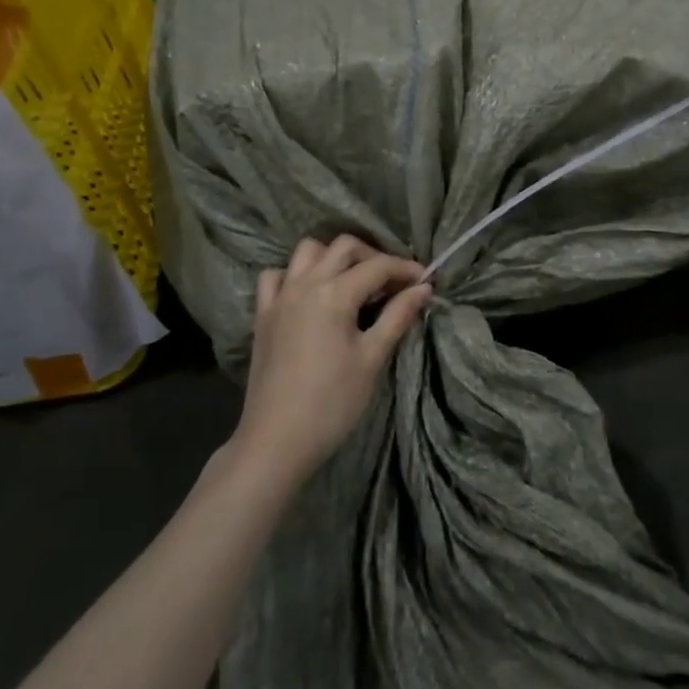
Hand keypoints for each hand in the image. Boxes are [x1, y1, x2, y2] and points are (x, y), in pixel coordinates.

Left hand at [232, 235, 430, 487]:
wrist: (277, 441)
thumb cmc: (332, 403)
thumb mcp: (372, 359)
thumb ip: (398, 316)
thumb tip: (423, 288)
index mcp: (333, 294)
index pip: (377, 266)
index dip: (405, 269)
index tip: (425, 280)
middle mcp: (304, 284)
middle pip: (343, 247)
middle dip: (373, 256)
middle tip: (393, 282)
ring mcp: (279, 297)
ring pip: (307, 252)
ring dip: (334, 257)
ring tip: (353, 282)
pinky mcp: (263, 315)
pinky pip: (276, 276)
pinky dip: (295, 274)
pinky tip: (310, 293)